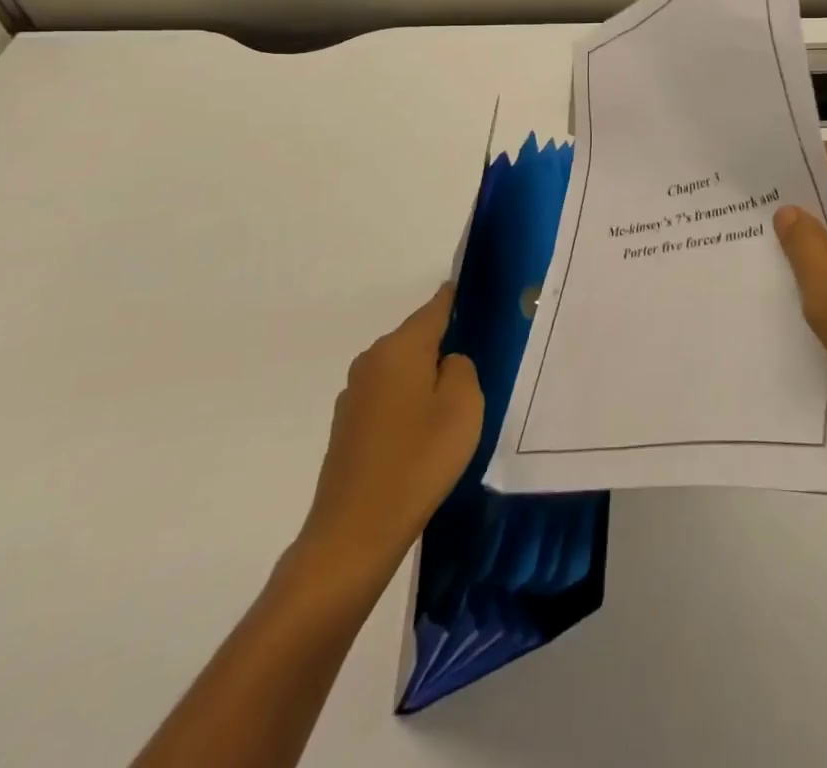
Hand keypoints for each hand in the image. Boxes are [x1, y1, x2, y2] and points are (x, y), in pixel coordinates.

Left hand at [294, 285, 482, 585]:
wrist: (355, 533)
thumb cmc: (419, 459)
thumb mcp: (464, 405)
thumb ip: (463, 367)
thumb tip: (447, 362)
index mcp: (400, 347)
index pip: (436, 306)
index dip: (457, 297)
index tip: (478, 293)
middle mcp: (371, 360)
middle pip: (417, 338)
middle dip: (444, 344)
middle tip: (478, 363)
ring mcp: (354, 395)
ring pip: (402, 370)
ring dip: (425, 378)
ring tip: (454, 404)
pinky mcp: (347, 427)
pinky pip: (389, 398)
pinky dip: (408, 405)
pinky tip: (424, 434)